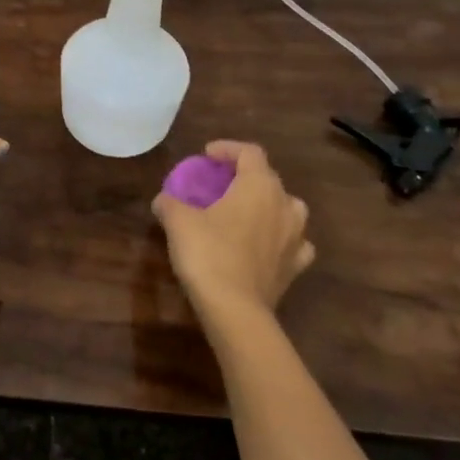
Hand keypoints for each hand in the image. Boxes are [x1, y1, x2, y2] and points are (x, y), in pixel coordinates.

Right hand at [152, 141, 313, 318]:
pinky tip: (265, 245)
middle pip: (269, 178)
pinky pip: (294, 243)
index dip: (228, 149)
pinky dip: (280, 239)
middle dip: (245, 176)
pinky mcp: (296, 267)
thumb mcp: (178, 221)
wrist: (235, 310)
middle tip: (221, 185)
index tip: (207, 156)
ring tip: (246, 213)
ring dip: (269, 205)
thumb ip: (170, 203)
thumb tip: (163, 200)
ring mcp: (296, 238)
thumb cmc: (208, 253)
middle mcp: (285, 205)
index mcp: (259, 186)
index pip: (250, 152)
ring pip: (288, 209)